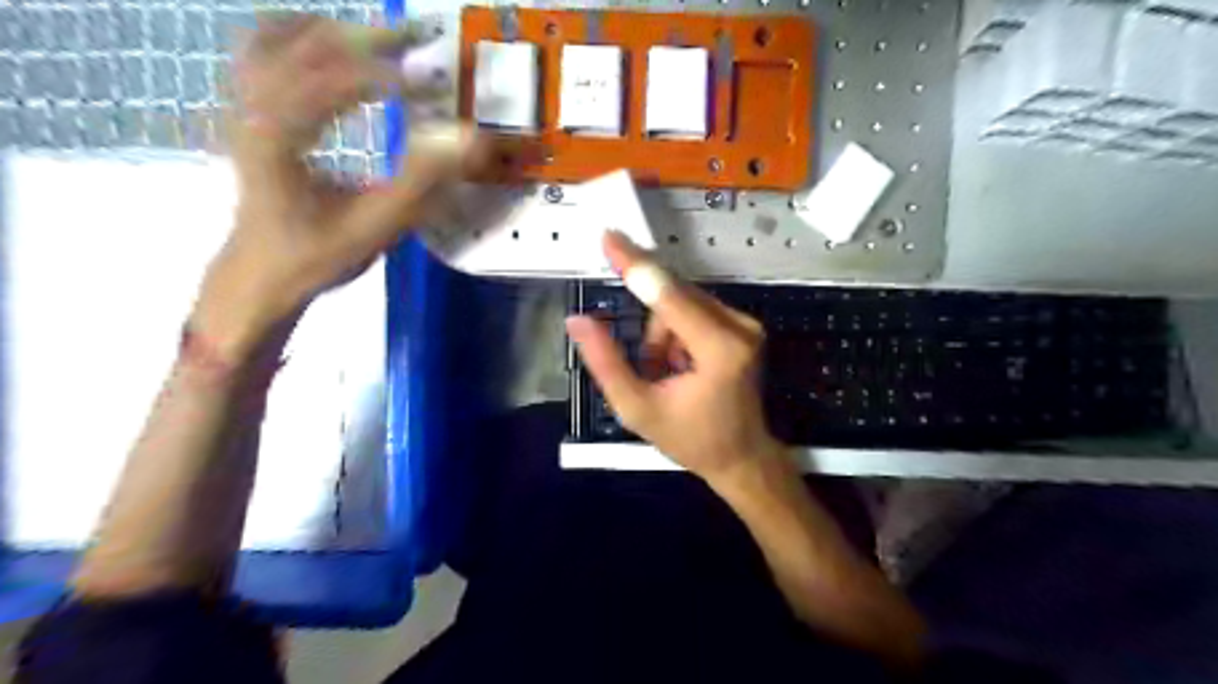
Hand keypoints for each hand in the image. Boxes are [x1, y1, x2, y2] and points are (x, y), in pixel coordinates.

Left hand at [196, 12, 487, 359]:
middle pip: (305, 45)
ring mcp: (242, 105)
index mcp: (277, 137)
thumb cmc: (315, 256)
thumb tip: (467, 140)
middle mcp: (251, 108)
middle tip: (419, 37)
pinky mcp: (247, 111)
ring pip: (278, 38)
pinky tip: (331, 42)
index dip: (386, 75)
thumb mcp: (374, 226)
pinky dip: (300, 35)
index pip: (331, 82)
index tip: (433, 84)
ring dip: (334, 31)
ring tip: (382, 37)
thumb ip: (420, 183)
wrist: (260, 274)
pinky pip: (263, 50)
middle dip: (367, 38)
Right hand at [562, 235, 785, 486]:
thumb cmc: (691, 439)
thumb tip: (577, 320)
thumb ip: (606, 363)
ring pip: (681, 302)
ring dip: (663, 334)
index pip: (668, 295)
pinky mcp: (743, 324)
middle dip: (651, 331)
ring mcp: (746, 323)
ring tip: (669, 375)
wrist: (742, 456)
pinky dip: (677, 333)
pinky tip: (683, 366)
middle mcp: (739, 326)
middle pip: (673, 297)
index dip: (634, 264)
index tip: (609, 237)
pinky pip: (694, 309)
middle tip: (652, 370)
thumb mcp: (637, 409)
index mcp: (719, 349)